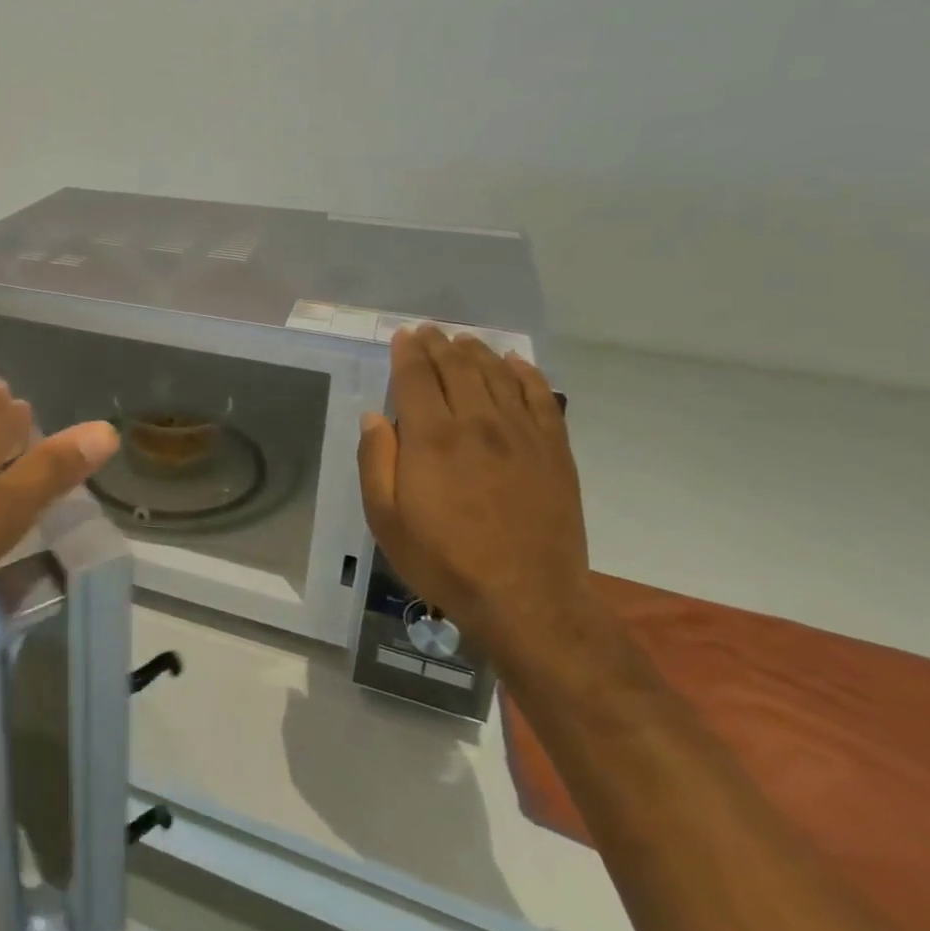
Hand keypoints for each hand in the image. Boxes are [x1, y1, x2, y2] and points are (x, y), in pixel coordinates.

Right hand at [357, 327, 592, 660]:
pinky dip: (526, 374)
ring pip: (498, 375)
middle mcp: (477, 423)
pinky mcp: (554, 450)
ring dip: (478, 352)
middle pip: (457, 367)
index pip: (416, 377)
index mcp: (432, 437)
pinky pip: (541, 398)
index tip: (403, 335)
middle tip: (429, 331)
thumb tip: (375, 417)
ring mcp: (521, 434)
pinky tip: (516, 363)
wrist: (527, 600)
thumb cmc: (444, 560)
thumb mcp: (386, 519)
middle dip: (439, 344)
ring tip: (464, 340)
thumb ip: (376, 461)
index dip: (407, 352)